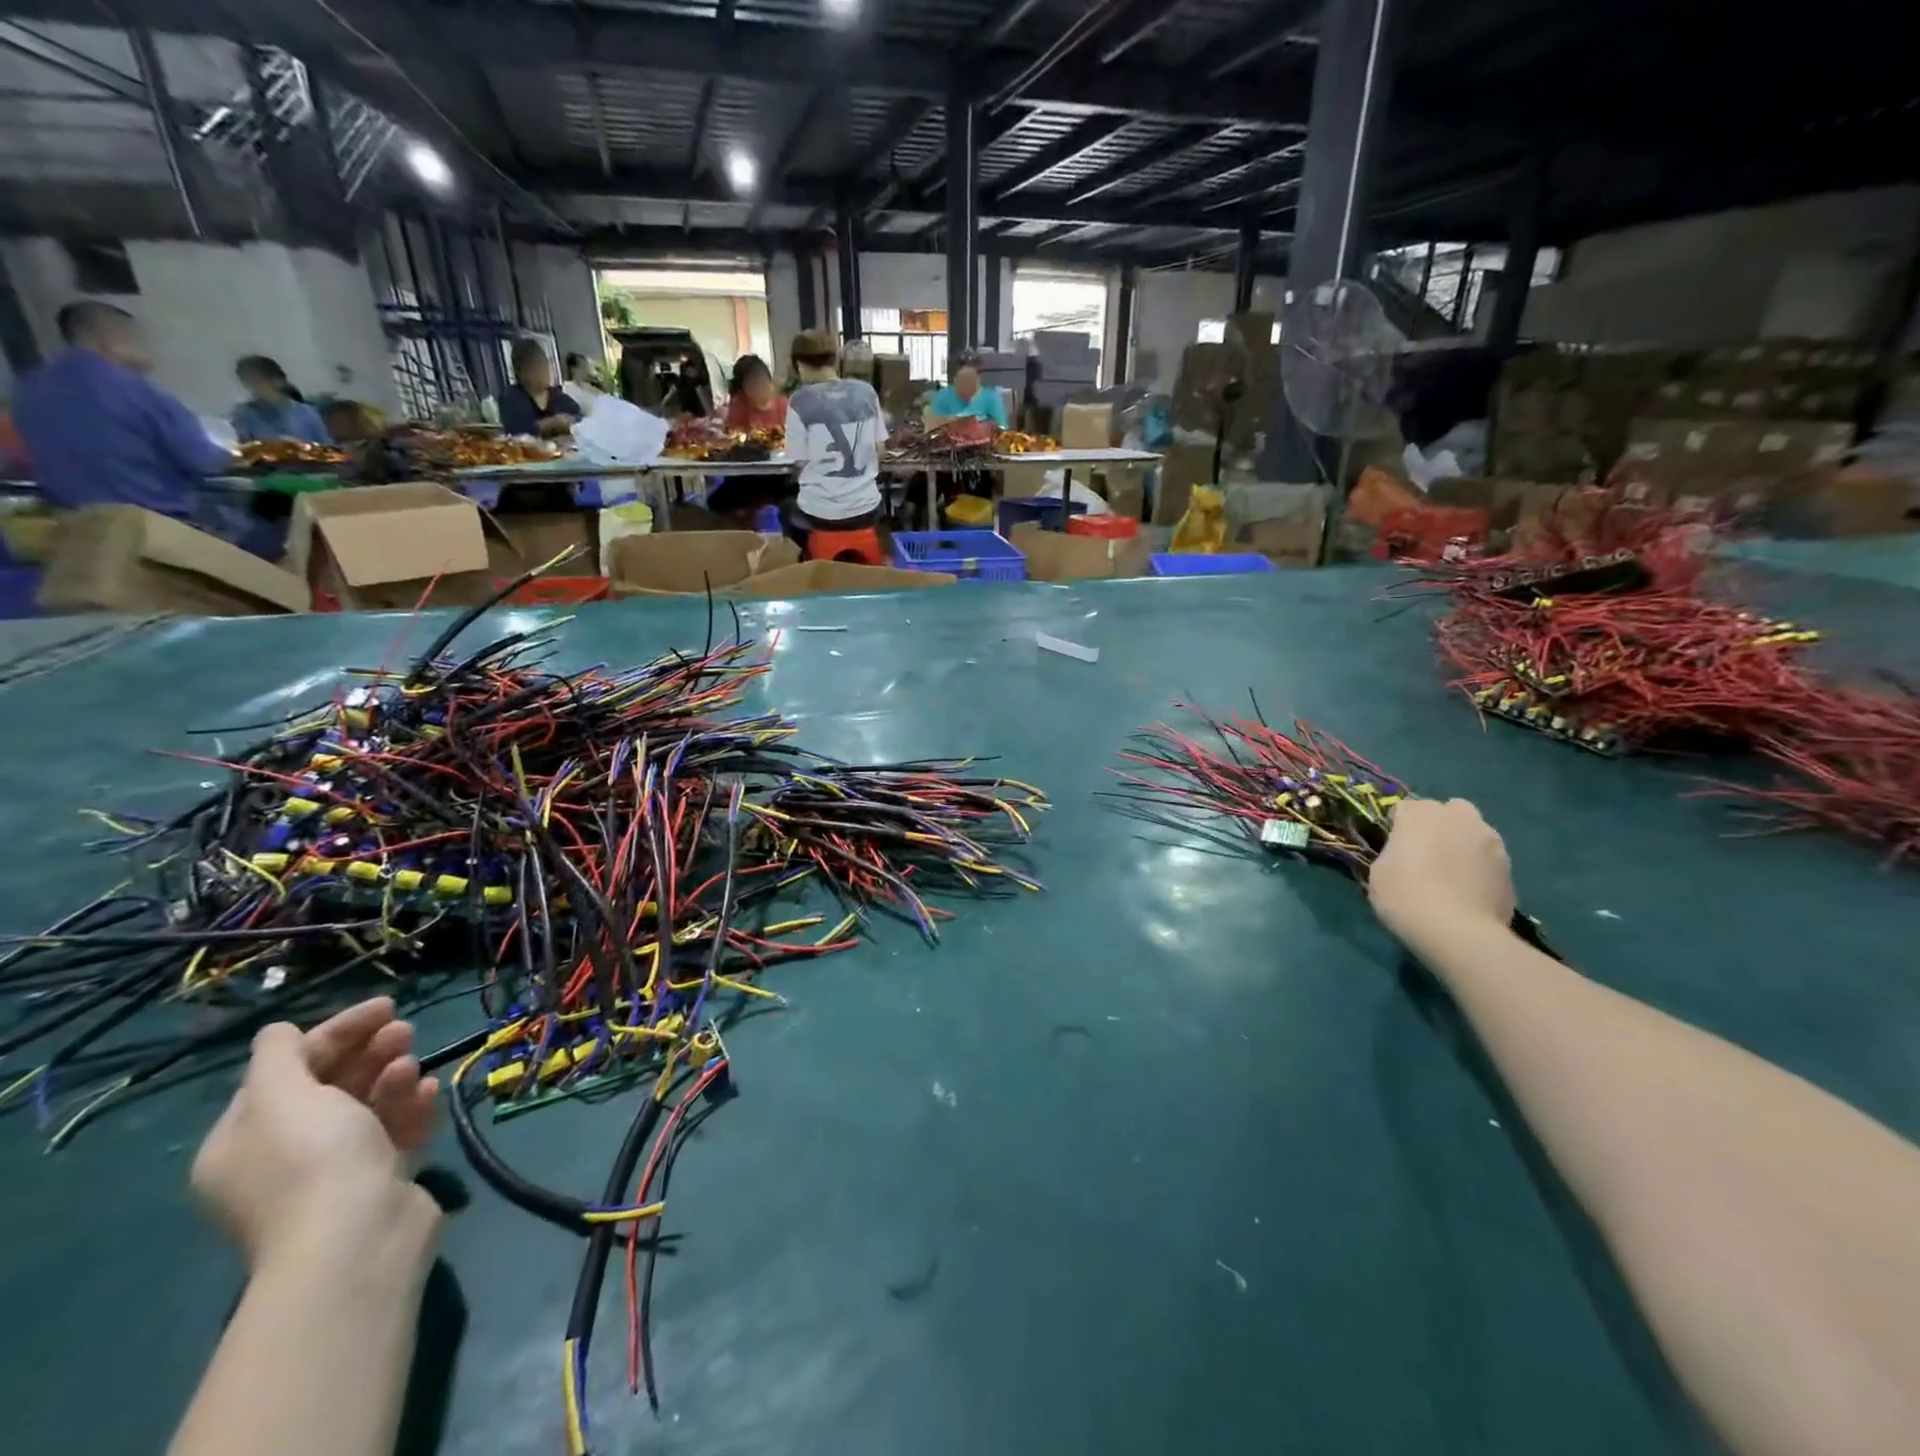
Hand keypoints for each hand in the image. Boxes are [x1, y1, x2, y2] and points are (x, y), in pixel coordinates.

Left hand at [191, 998, 439, 1267]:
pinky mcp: (378, 1180)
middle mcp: (281, 1156)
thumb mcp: (283, 1097)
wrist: (357, 1237)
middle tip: (406, 1032)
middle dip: (369, 1052)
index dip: (336, 1031)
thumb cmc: (313, 1159)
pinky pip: (395, 1131)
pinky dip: (411, 1107)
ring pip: (367, 1106)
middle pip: (330, 1085)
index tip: (386, 1006)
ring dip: (392, 1076)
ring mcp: (332, 1172)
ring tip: (415, 1067)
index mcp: (243, 1140)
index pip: (288, 1069)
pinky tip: (430, 1091)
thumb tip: (277, 1031)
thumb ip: (278, 1056)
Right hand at [1368, 798, 1515, 943]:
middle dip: (1437, 825)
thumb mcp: (1378, 872)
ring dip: (1462, 843)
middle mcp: (1458, 817)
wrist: (1458, 932)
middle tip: (1425, 854)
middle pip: (1447, 810)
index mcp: (1420, 813)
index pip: (1404, 808)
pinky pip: (1488, 858)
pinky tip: (1469, 890)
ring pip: (1473, 831)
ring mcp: (1490, 840)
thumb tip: (1403, 854)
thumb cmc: (1405, 896)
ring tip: (1451, 873)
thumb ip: (1392, 852)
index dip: (1397, 827)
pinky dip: (1479, 866)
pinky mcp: (1509, 866)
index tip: (1392, 848)